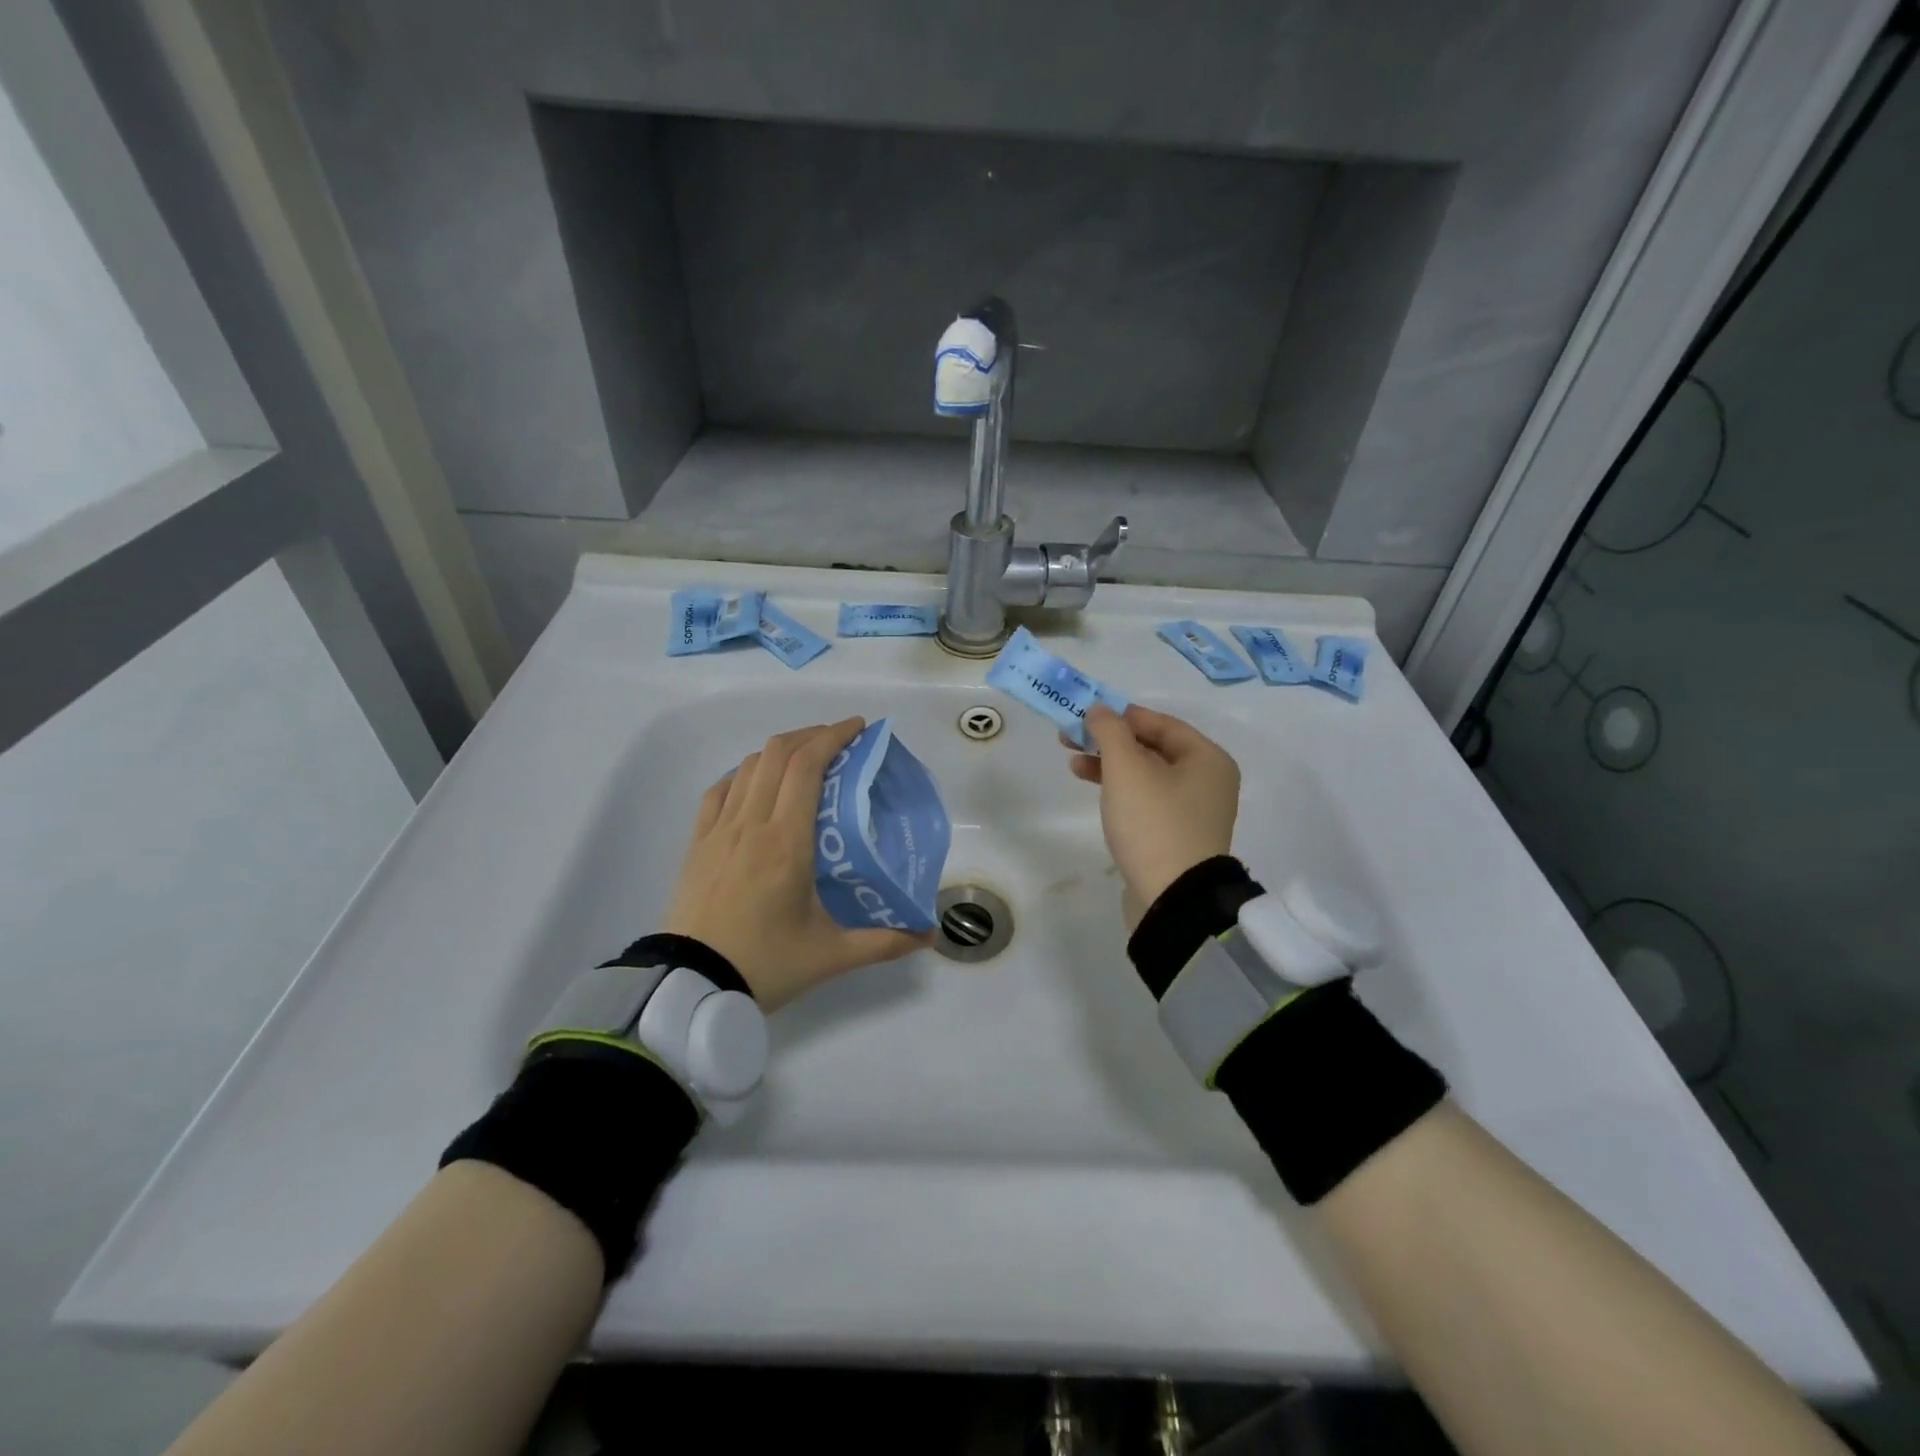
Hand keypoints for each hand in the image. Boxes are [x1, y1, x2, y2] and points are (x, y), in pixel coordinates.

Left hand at [664, 718, 931, 1010]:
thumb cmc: (765, 965)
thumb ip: (884, 942)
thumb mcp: (831, 955)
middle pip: (778, 753)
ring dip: (780, 751)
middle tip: (841, 741)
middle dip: (812, 735)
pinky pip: (719, 790)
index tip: (859, 728)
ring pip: (748, 766)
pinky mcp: (697, 843)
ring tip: (806, 759)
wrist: (691, 987)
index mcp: (786, 842)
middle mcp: (751, 824)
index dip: (833, 736)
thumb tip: (929, 935)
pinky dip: (744, 774)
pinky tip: (758, 783)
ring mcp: (718, 830)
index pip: (807, 766)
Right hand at [1068, 704, 1241, 907]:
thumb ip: (1110, 731)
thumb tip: (1099, 708)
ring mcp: (1194, 811)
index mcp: (1207, 758)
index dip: (1119, 715)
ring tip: (1073, 764)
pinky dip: (1121, 790)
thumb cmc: (1153, 823)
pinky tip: (1096, 790)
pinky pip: (1147, 800)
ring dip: (1110, 765)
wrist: (1172, 899)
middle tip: (1069, 738)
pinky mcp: (1177, 836)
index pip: (1159, 722)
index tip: (1083, 715)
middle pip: (1151, 748)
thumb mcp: (1126, 769)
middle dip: (1109, 741)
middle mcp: (1207, 781)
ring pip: (1146, 775)